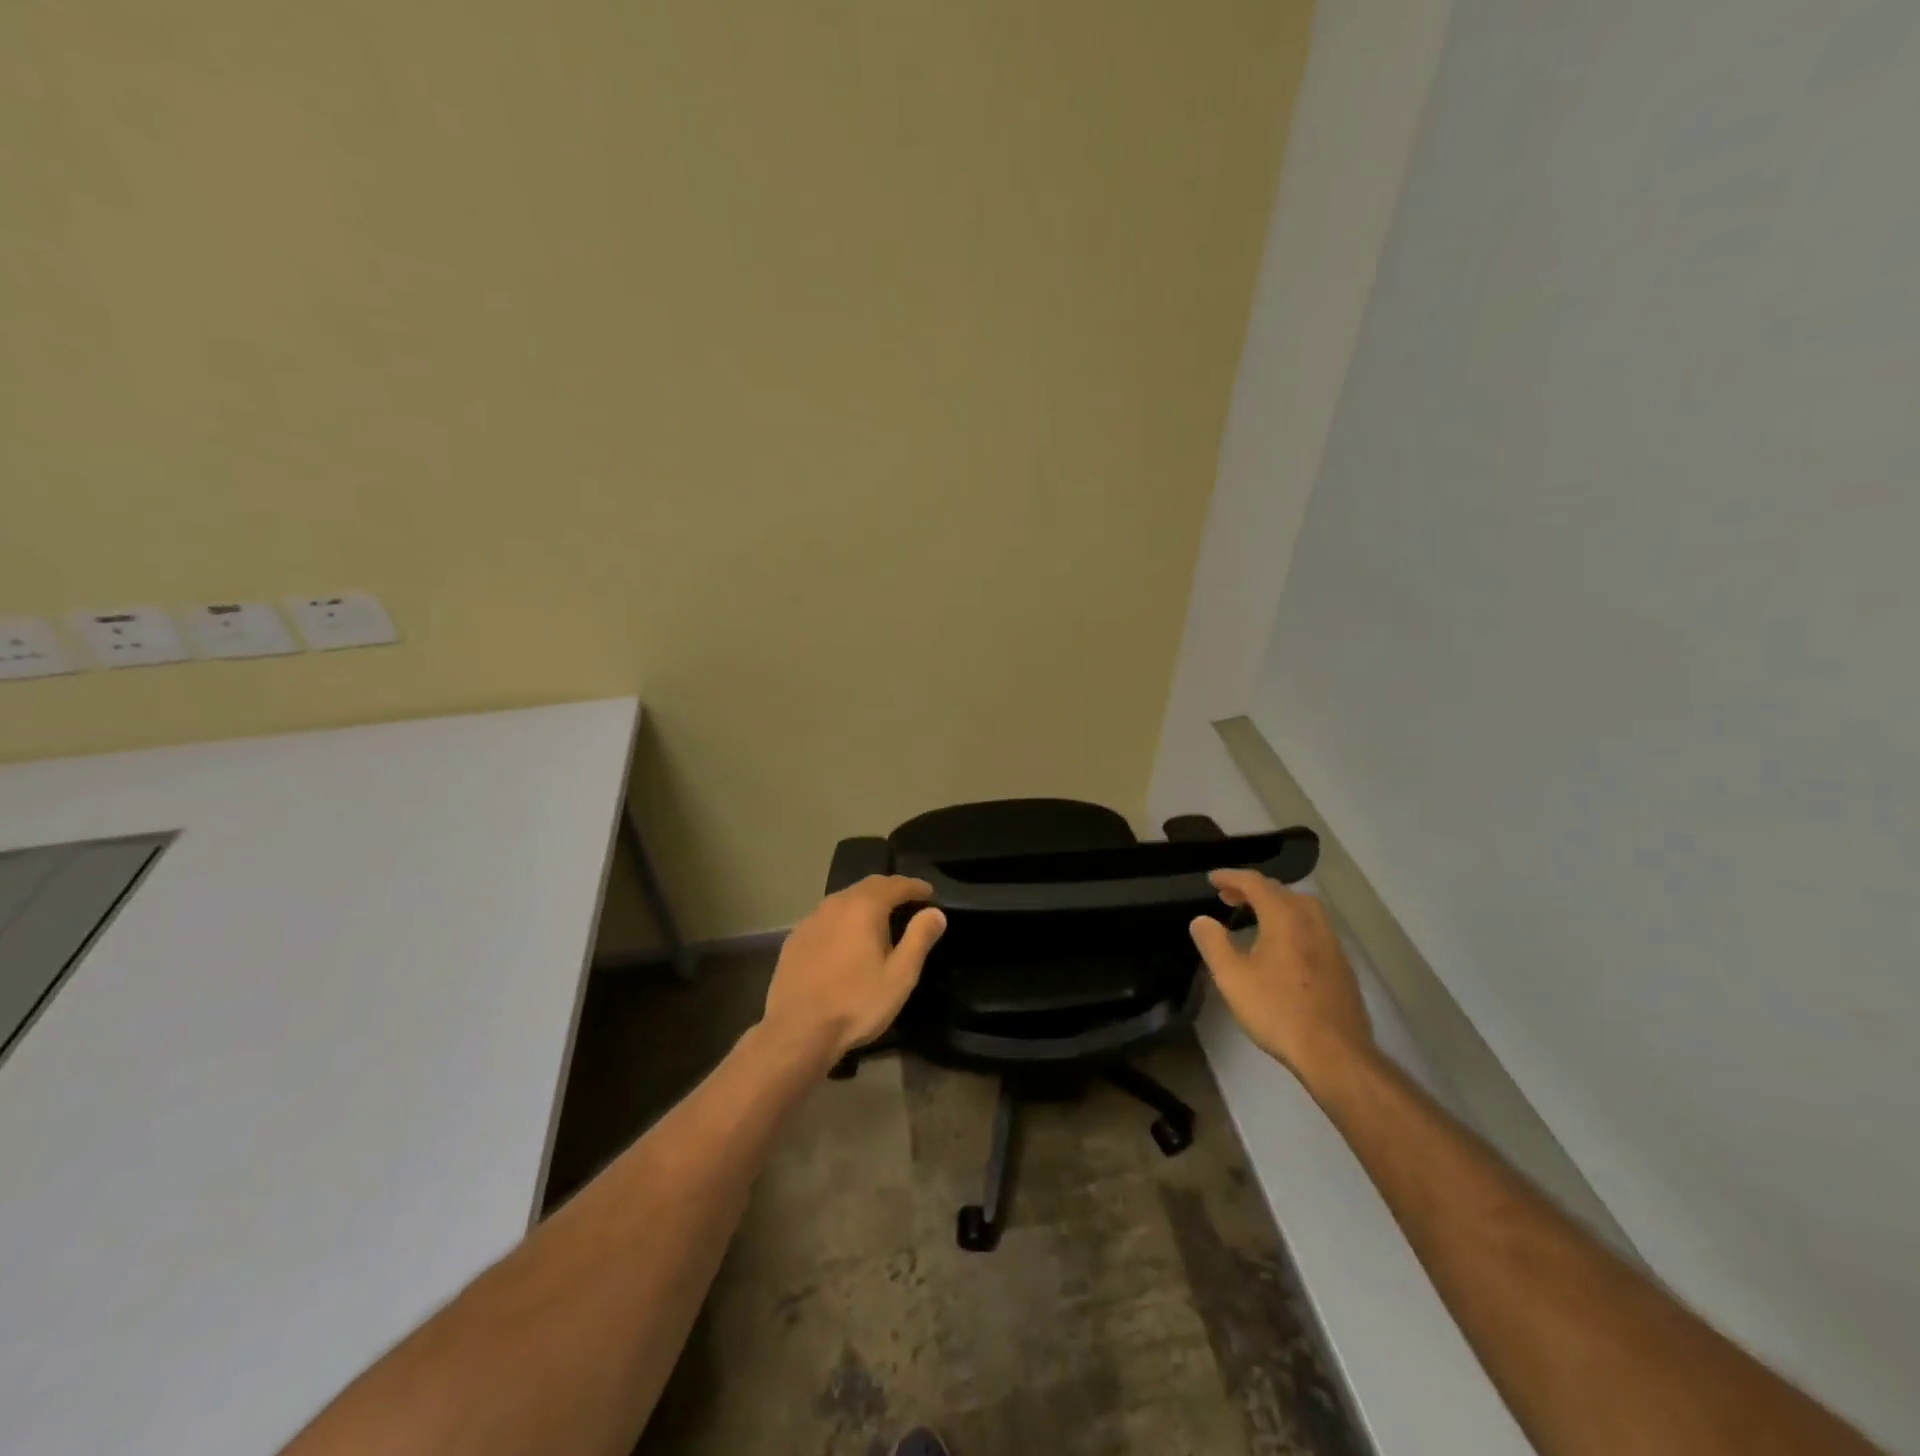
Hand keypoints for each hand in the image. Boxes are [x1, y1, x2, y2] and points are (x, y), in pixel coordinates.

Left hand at [759, 875, 946, 1067]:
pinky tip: (846, 940)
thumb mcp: (900, 976)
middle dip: (890, 890)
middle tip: (908, 902)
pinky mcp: (794, 938)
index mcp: (864, 907)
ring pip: (844, 900)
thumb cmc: (856, 1003)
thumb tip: (935, 913)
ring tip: (879, 920)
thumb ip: (919, 939)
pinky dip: (843, 920)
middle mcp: (835, 904)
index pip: (895, 884)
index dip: (915, 886)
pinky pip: (826, 918)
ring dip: (865, 904)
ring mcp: (811, 920)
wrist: (797, 1031)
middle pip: (868, 886)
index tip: (929, 893)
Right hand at [1188, 868, 1373, 1086]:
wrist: (1334, 1053)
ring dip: (1276, 905)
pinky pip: (1313, 928)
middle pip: (1282, 891)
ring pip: (1302, 909)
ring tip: (1254, 918)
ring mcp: (1332, 944)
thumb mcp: (1232, 977)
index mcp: (1284, 918)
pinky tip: (1282, 947)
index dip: (1231, 877)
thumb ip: (1213, 943)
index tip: (1212, 879)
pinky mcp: (1341, 966)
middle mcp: (1312, 922)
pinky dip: (1292, 923)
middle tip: (1229, 898)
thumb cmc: (1277, 1010)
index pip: (1256, 883)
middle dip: (1253, 889)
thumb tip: (1201, 920)